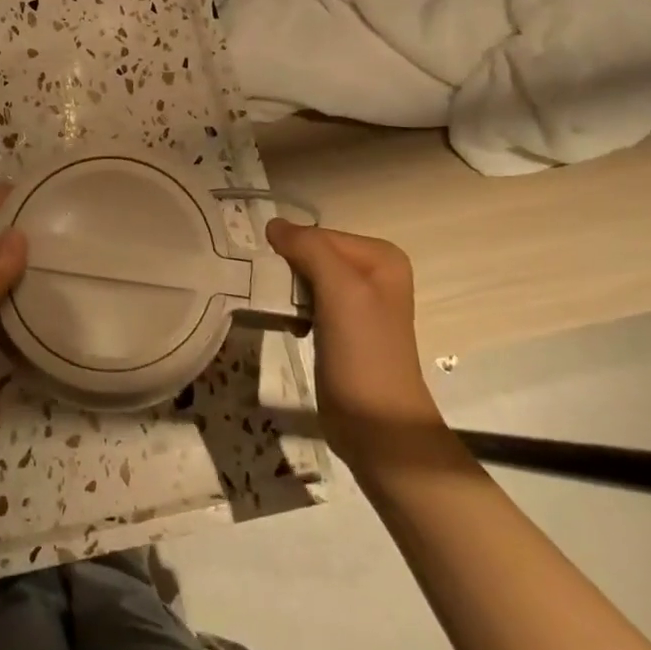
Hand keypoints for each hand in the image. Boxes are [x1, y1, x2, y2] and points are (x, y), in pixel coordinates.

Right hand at [264, 223, 444, 460]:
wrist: (377, 425)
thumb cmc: (363, 352)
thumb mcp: (341, 290)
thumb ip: (310, 248)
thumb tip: (273, 224)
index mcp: (380, 256)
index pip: (318, 235)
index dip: (291, 252)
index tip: (270, 275)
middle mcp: (373, 273)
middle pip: (312, 255)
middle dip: (288, 273)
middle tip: (272, 295)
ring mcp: (358, 303)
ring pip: (306, 280)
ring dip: (287, 294)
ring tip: (281, 314)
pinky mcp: (342, 329)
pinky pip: (308, 304)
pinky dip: (293, 312)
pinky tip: (291, 328)